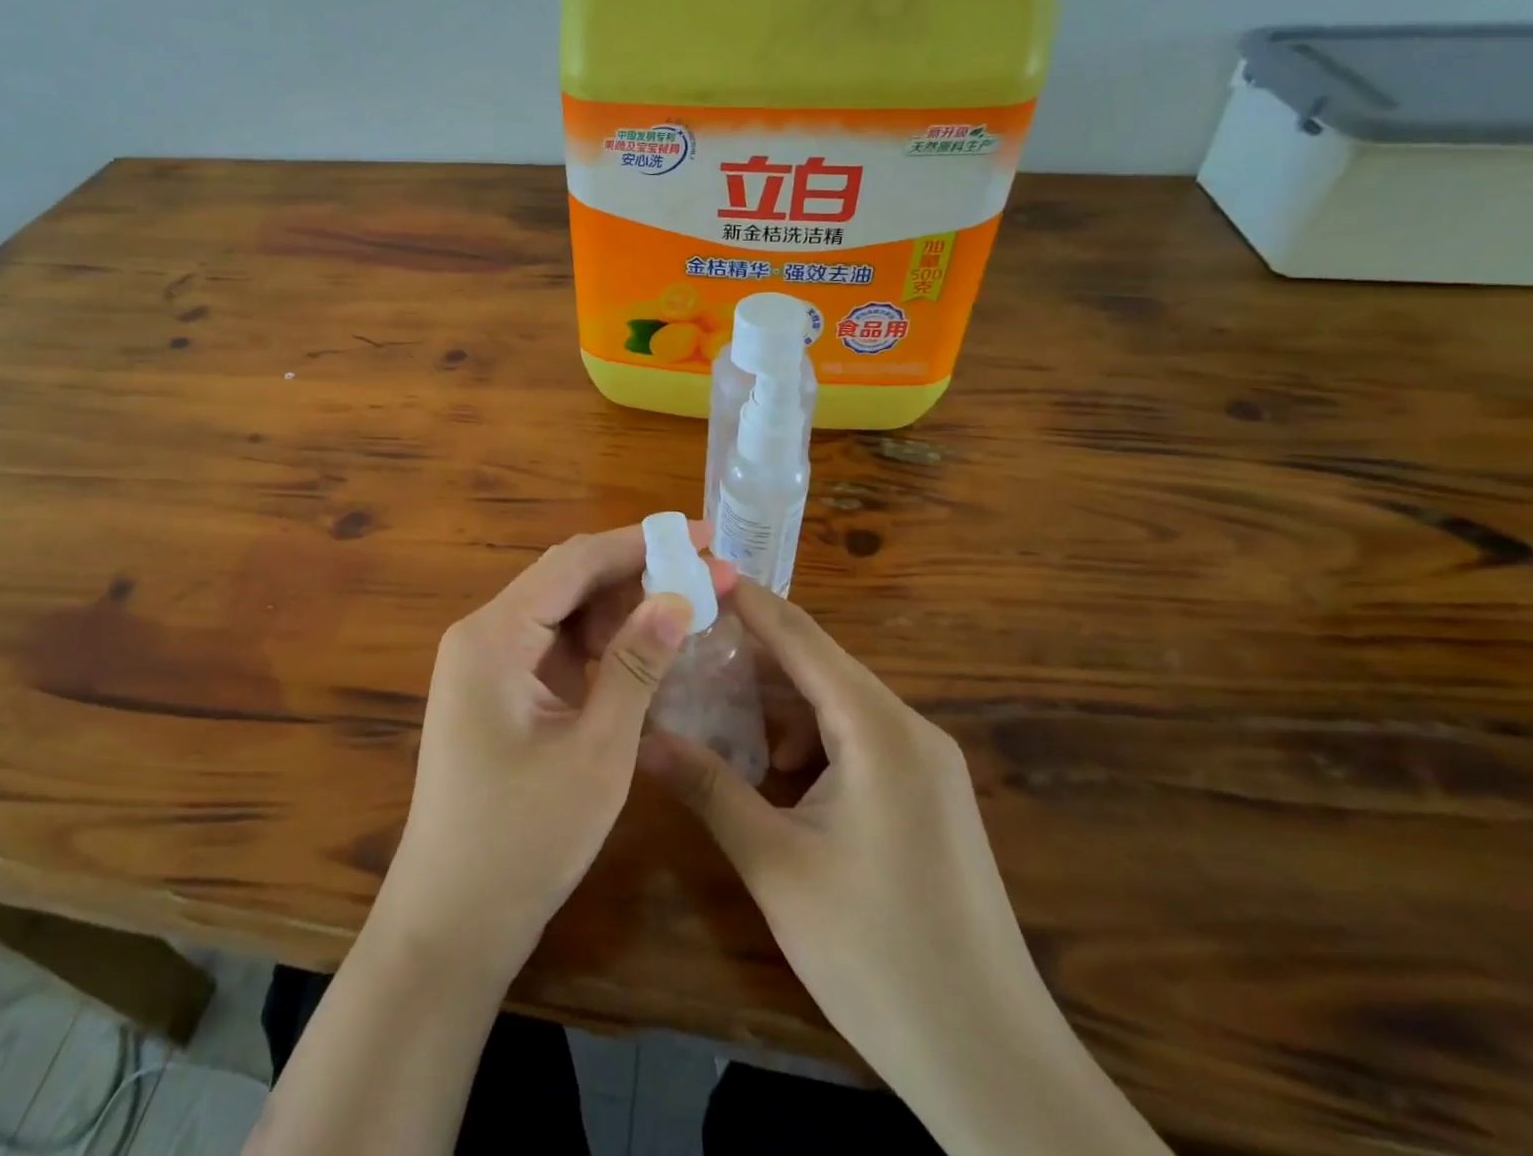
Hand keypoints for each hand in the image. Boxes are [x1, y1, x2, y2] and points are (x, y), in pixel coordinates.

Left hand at [373, 524, 735, 978]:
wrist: (451, 923)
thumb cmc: (522, 842)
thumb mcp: (595, 751)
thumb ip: (636, 665)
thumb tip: (678, 596)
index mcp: (494, 636)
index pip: (575, 562)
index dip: (641, 542)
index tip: (702, 535)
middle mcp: (483, 634)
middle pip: (567, 579)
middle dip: (637, 572)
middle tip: (705, 575)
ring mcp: (487, 663)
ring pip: (564, 611)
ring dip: (622, 607)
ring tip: (687, 609)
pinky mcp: (498, 690)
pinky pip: (555, 646)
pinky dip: (601, 643)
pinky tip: (646, 650)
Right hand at [640, 582, 1170, 1155]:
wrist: (994, 1064)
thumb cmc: (877, 955)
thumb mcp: (775, 864)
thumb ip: (708, 787)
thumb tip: (640, 737)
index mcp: (877, 730)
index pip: (801, 637)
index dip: (747, 600)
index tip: (698, 570)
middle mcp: (909, 729)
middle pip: (818, 666)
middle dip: (751, 653)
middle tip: (684, 640)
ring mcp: (926, 764)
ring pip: (836, 705)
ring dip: (776, 703)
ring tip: (711, 706)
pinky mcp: (928, 796)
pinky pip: (856, 741)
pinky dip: (808, 740)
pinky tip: (769, 770)